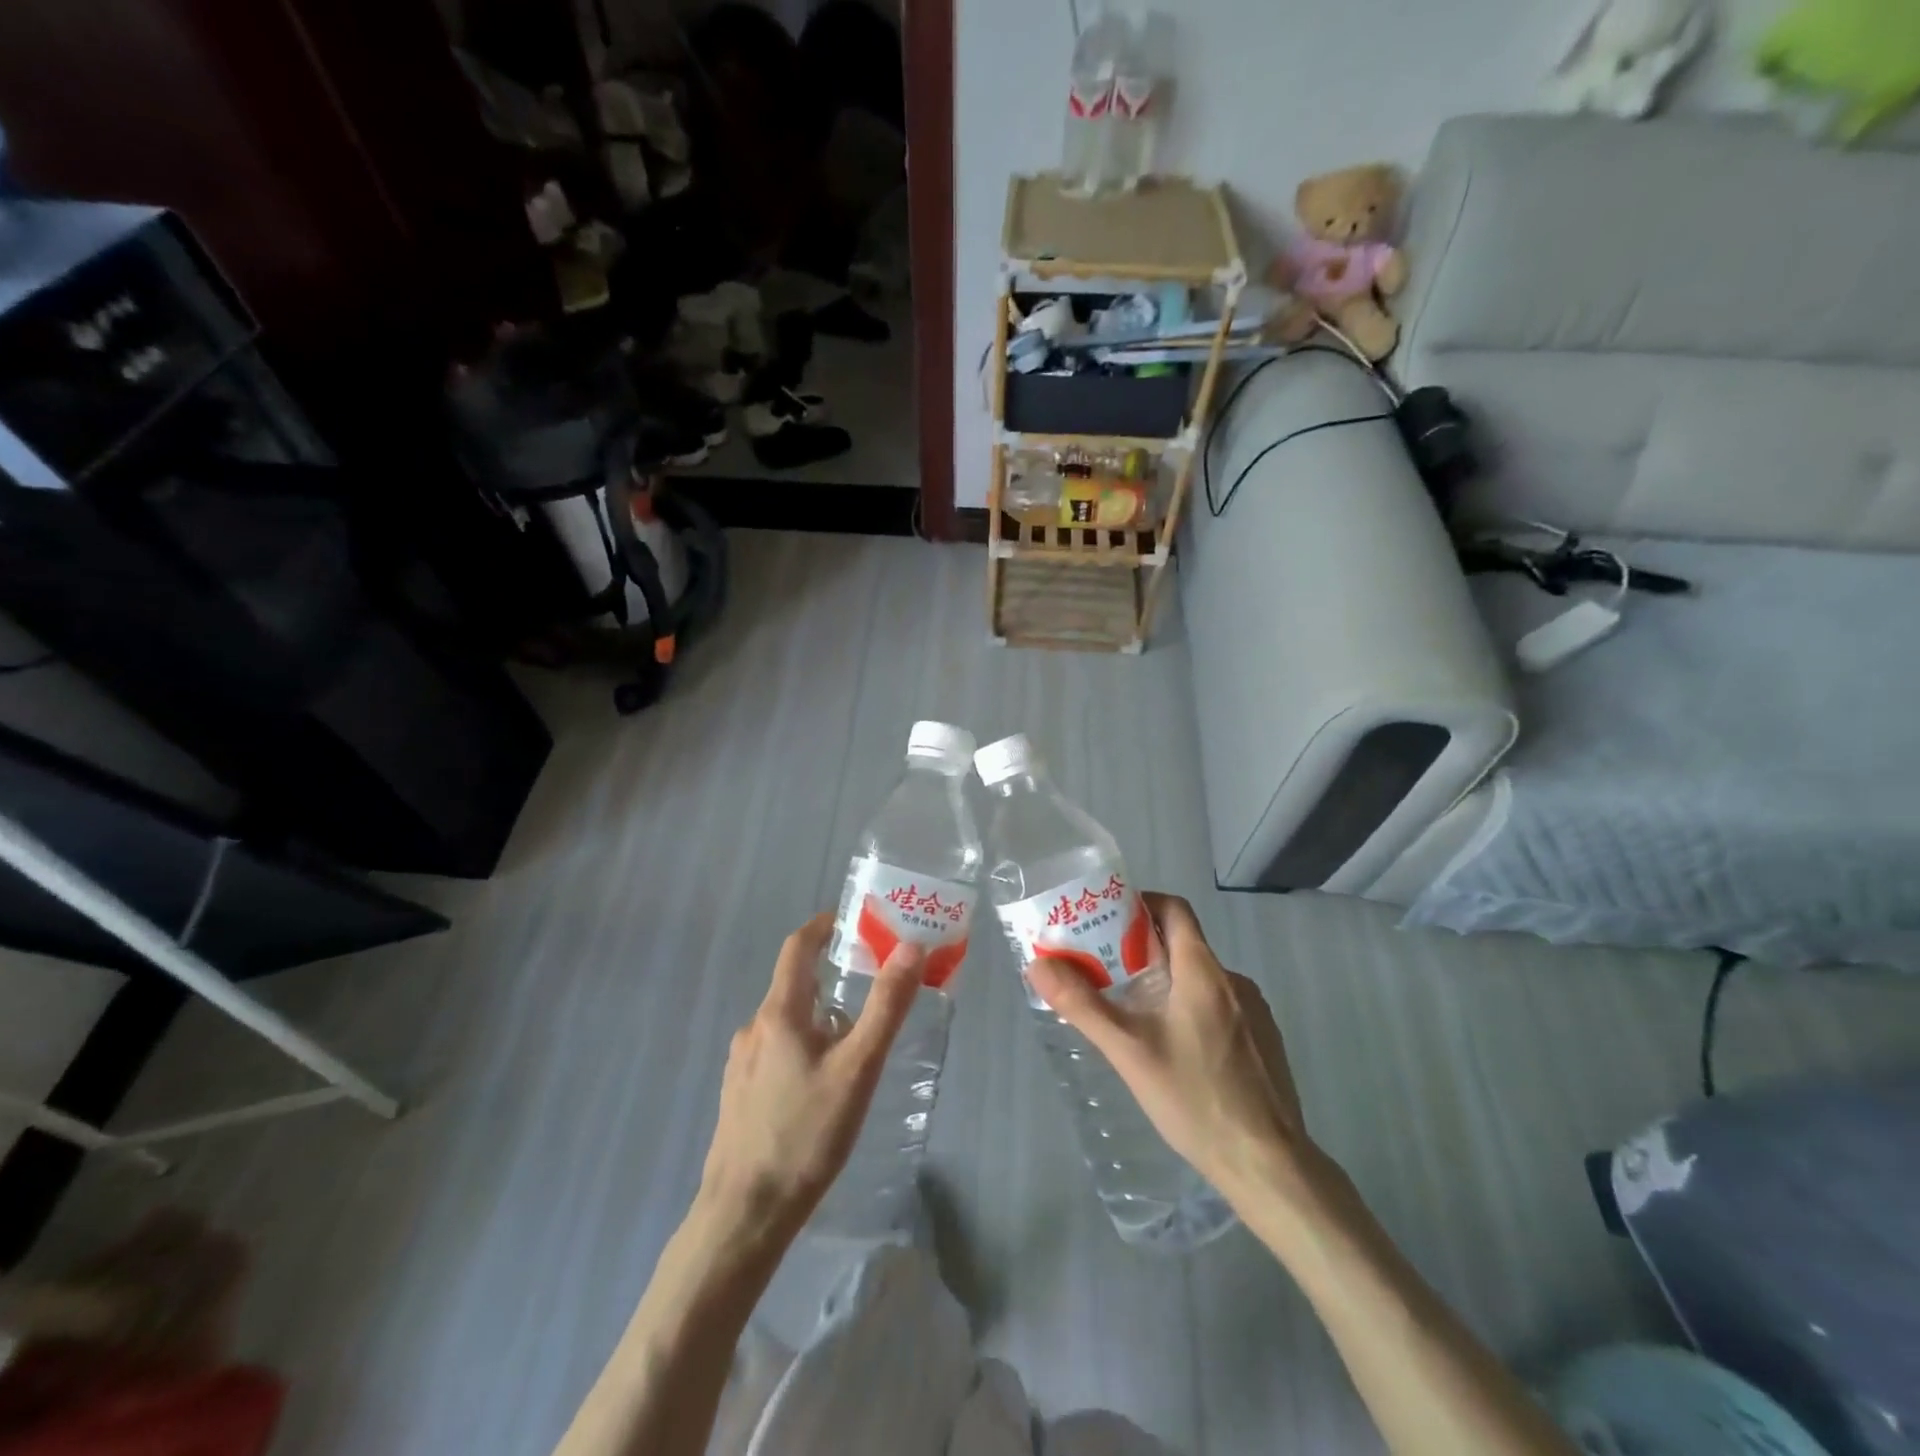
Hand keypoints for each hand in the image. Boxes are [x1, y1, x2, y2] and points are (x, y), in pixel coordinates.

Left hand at [694, 913, 924, 1252]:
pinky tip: (822, 1081)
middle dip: (830, 974)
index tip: (851, 921)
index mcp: (779, 1013)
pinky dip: (802, 1044)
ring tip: (854, 1037)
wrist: (744, 1214)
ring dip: (818, 1014)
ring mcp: (741, 1063)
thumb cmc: (806, 1134)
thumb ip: (885, 1007)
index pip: (797, 947)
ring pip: (785, 1021)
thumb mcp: (858, 1068)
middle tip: (870, 982)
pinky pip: (775, 1050)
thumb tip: (910, 948)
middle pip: (793, 984)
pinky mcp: (738, 1094)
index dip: (822, 927)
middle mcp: (754, 1028)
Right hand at [1027, 892, 1307, 1203]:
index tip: (1107, 921)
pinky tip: (1173, 1049)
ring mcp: (1254, 1012)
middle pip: (1183, 943)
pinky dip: (1191, 1009)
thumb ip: (1082, 1005)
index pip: (1173, 909)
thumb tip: (1038, 965)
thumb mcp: (1129, 1052)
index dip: (1140, 904)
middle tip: (1104, 970)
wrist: (1270, 1165)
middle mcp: (1233, 981)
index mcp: (1203, 971)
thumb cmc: (1196, 1099)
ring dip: (1166, 983)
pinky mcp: (1263, 1041)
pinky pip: (1219, 1007)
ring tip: (1132, 1014)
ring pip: (1200, 979)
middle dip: (1141, 949)